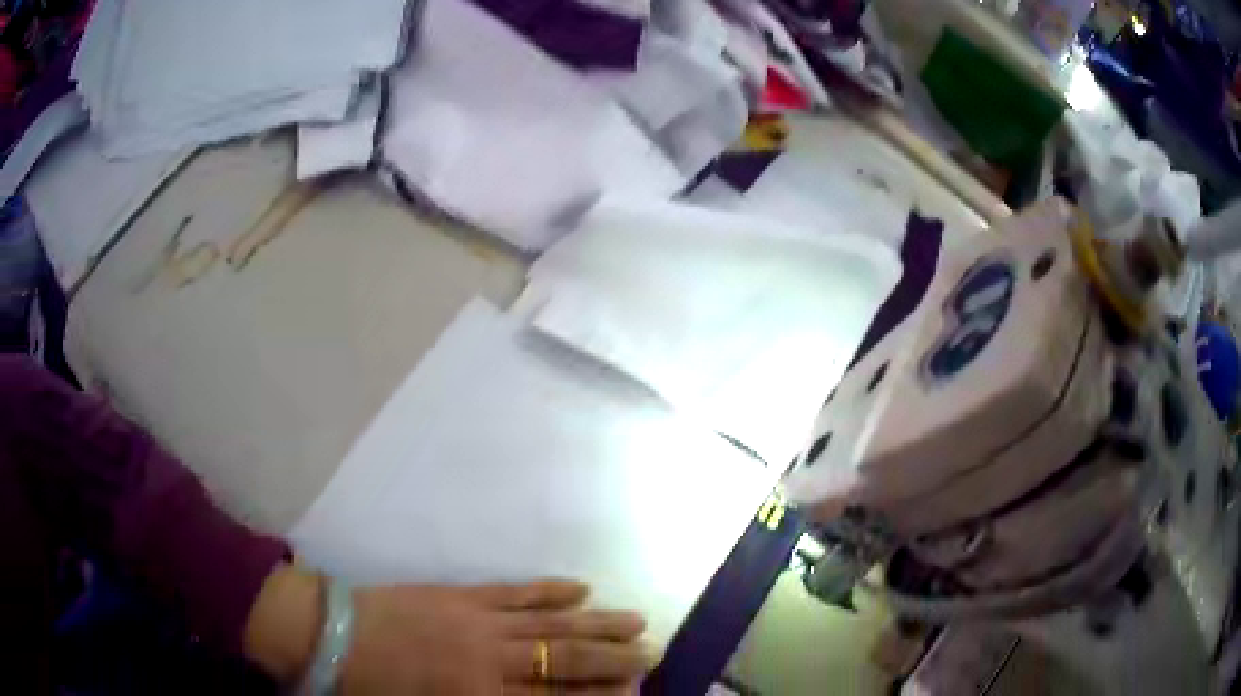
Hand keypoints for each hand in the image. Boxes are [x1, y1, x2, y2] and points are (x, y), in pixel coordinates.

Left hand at [244, 564, 651, 693]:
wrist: (329, 634)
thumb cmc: (372, 690)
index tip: (635, 693)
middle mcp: (489, 660)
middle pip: (565, 661)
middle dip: (613, 660)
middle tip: (653, 653)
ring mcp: (478, 620)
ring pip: (550, 624)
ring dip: (596, 623)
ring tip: (635, 619)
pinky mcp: (461, 593)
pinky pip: (515, 592)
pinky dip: (549, 591)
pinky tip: (579, 588)